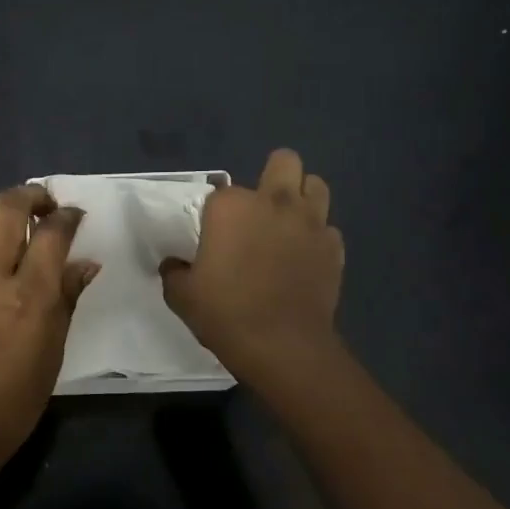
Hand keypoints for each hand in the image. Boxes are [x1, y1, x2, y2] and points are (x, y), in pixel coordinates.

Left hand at [0, 185, 98, 473]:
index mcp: (29, 296)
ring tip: (12, 210)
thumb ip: (66, 299)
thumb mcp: (53, 351)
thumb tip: (85, 264)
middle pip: (9, 209)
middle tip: (45, 203)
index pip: (52, 234)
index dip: (67, 217)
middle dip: (31, 196)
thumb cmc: (13, 400)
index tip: (75, 215)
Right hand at [160, 149, 344, 386]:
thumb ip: (174, 271)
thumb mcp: (181, 295)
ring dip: (302, 196)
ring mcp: (310, 223)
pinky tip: (304, 257)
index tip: (213, 235)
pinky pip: (328, 229)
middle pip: (284, 162)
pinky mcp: (334, 248)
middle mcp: (274, 203)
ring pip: (316, 185)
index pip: (221, 192)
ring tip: (287, 221)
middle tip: (259, 208)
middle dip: (273, 176)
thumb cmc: (226, 313)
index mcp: (231, 207)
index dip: (217, 212)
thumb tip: (175, 264)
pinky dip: (316, 237)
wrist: (283, 346)